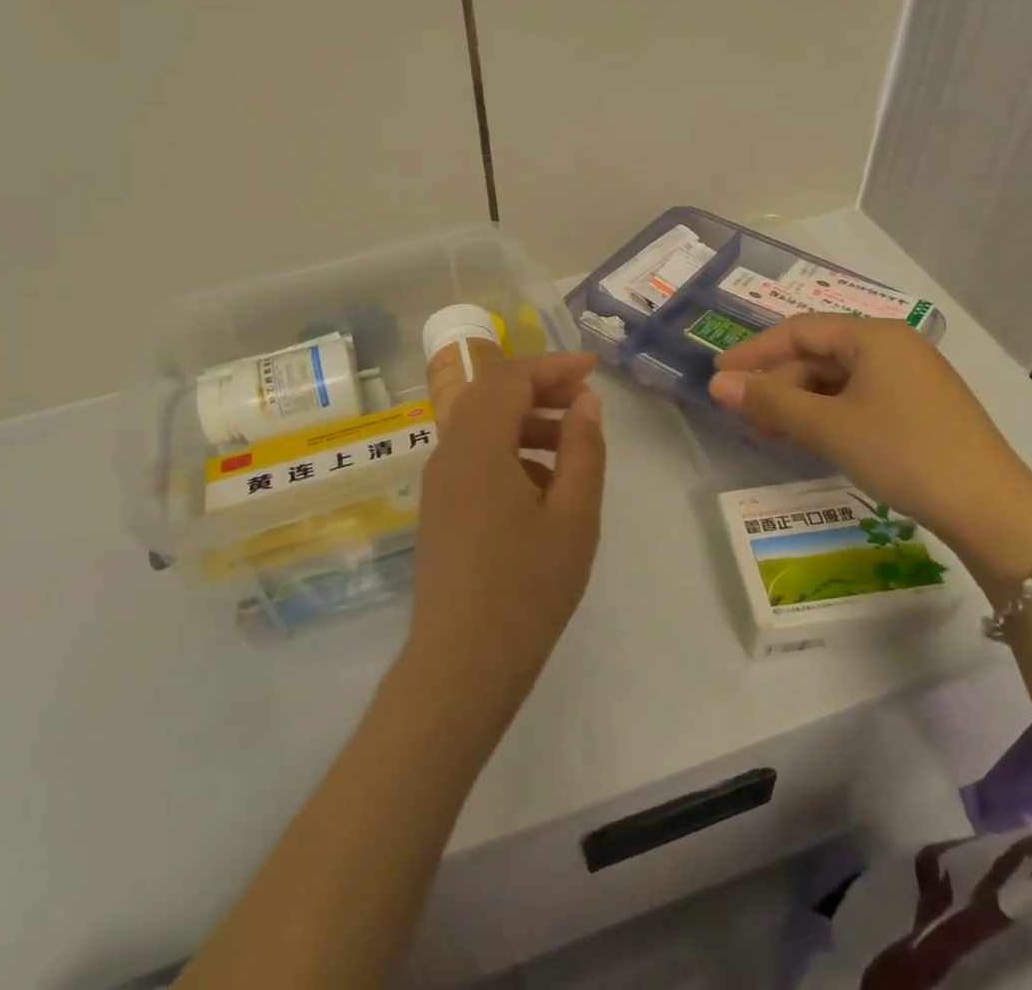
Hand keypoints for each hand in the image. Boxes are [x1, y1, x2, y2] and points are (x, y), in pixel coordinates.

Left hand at [405, 353, 605, 731]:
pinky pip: (474, 459)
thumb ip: (583, 450)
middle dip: (539, 387)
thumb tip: (585, 402)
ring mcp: (439, 483)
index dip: (552, 366)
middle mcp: (449, 453)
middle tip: (584, 396)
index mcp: (477, 446)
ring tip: (572, 442)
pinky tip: (543, 487)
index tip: (593, 368)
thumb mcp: (573, 517)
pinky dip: (509, 452)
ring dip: (525, 421)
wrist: (460, 666)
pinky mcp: (439, 510)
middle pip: (490, 395)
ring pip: (481, 427)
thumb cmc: (526, 589)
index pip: (510, 378)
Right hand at [707, 316, 1031, 591]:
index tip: (719, 376)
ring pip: (837, 381)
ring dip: (799, 403)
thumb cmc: (903, 453)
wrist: (993, 511)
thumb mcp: (828, 426)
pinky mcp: (920, 409)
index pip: (798, 330)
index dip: (754, 351)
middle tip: (743, 414)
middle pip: (818, 355)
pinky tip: (810, 440)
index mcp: (874, 336)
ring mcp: (911, 378)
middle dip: (777, 384)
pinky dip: (828, 416)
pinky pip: (859, 399)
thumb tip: (717, 384)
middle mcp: (894, 346)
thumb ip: (770, 400)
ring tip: (769, 433)